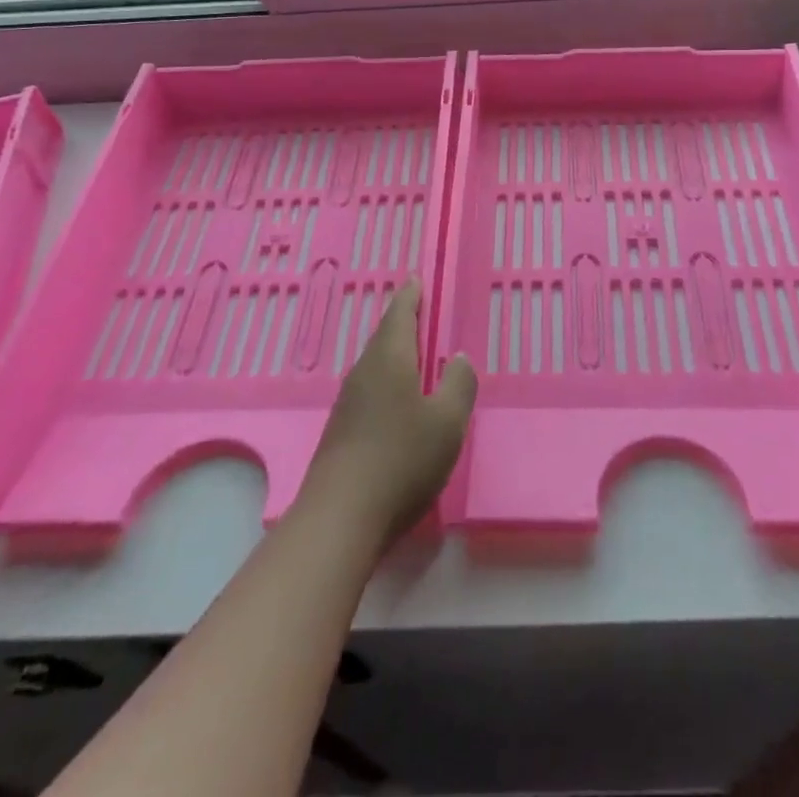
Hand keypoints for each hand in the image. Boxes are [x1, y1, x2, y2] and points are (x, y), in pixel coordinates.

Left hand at [300, 278, 476, 547]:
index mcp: (389, 360)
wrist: (340, 518)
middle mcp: (364, 373)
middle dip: (400, 322)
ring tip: (411, 352)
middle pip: (383, 338)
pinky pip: (368, 389)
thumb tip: (458, 358)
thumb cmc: (401, 460)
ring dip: (392, 353)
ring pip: (374, 364)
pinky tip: (394, 399)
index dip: (410, 296)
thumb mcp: (447, 423)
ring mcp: (347, 403)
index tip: (415, 279)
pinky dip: (385, 380)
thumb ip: (458, 385)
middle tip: (416, 310)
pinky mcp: (340, 431)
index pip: (399, 315)